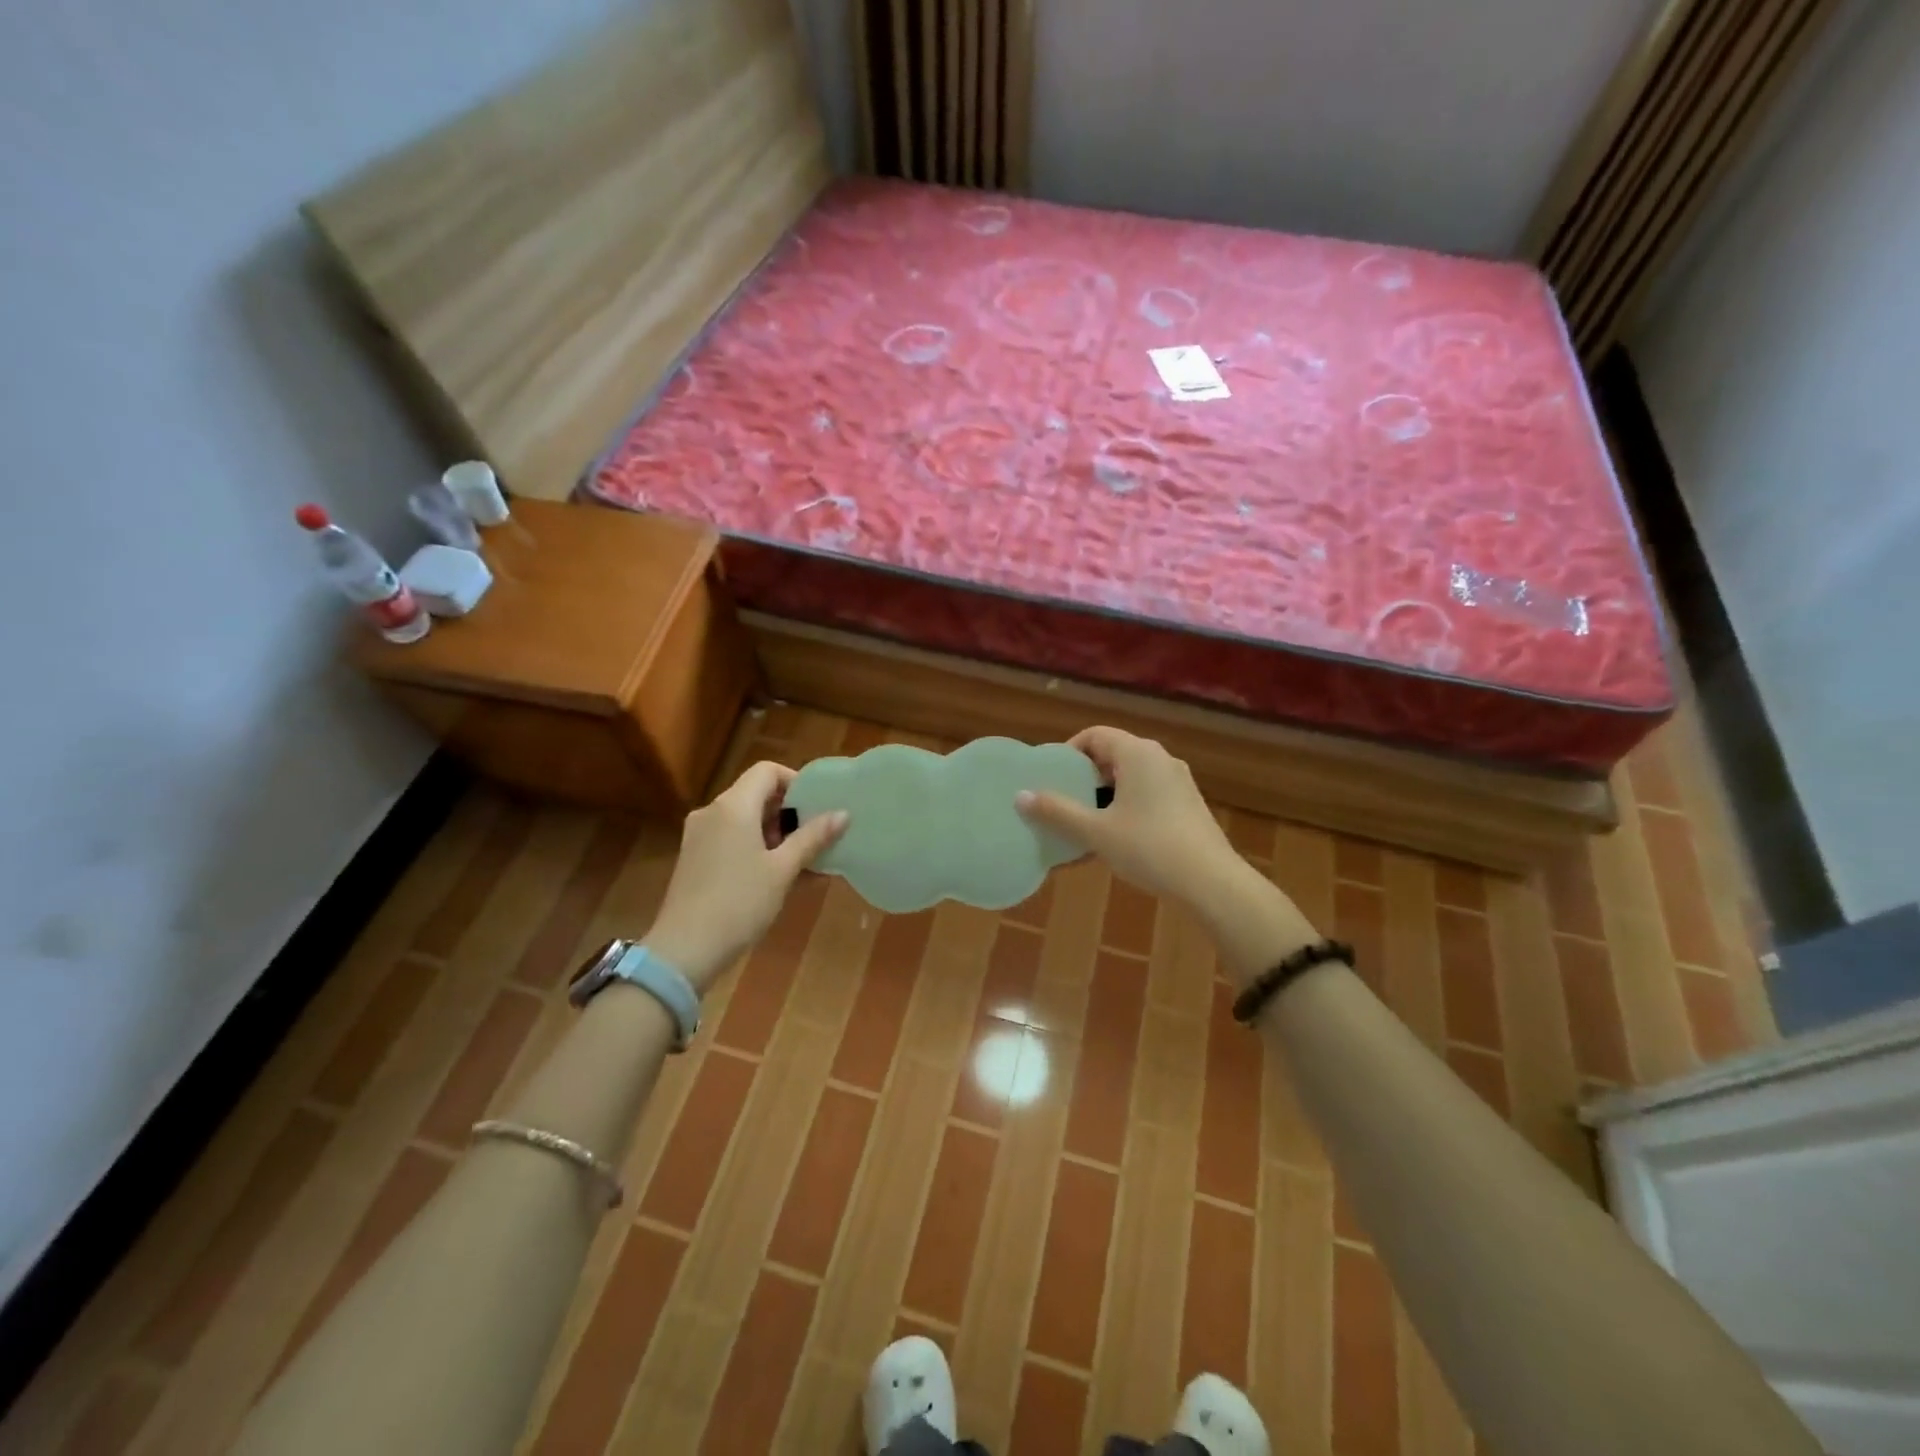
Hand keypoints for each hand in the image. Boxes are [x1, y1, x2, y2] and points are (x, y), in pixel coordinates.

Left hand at [642, 761, 846, 993]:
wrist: (685, 950)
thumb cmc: (740, 902)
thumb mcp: (783, 870)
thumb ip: (813, 838)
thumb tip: (843, 813)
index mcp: (733, 806)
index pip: (767, 771)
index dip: (795, 782)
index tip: (818, 807)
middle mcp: (712, 812)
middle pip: (755, 794)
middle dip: (788, 812)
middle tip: (815, 836)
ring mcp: (699, 836)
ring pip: (743, 819)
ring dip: (773, 833)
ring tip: (802, 860)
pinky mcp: (694, 858)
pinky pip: (731, 838)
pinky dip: (755, 847)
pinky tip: (777, 875)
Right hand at [1015, 726, 1241, 909]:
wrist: (1211, 882)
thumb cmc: (1149, 848)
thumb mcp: (1096, 831)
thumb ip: (1057, 811)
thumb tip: (1020, 796)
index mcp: (1137, 753)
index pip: (1095, 735)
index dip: (1069, 752)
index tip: (1052, 778)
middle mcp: (1160, 758)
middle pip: (1113, 755)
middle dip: (1085, 777)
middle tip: (1063, 802)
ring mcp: (1178, 781)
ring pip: (1131, 777)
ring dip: (1105, 795)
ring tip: (1085, 823)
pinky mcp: (1188, 804)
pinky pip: (1148, 794)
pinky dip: (1127, 807)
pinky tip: (1116, 839)